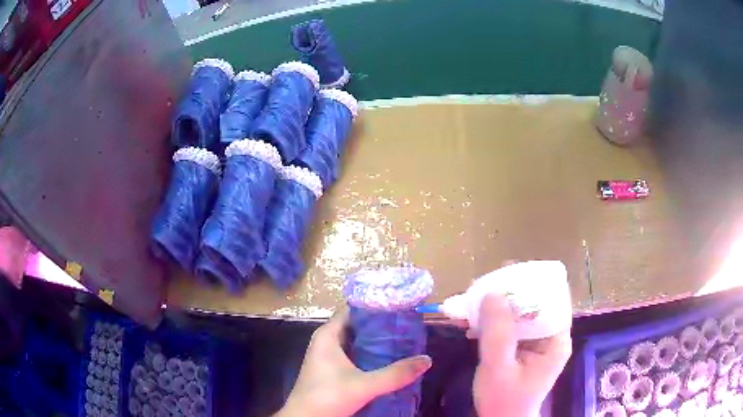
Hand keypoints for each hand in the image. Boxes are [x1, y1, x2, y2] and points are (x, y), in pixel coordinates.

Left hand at [275, 309, 431, 416]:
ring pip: (357, 342)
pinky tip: (389, 359)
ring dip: (377, 342)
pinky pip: (355, 355)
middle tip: (409, 325)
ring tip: (405, 339)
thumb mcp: (364, 385)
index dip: (376, 306)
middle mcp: (327, 341)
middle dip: (381, 326)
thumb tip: (427, 359)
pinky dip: (371, 355)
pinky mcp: (333, 370)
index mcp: (328, 335)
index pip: (353, 310)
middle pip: (357, 326)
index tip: (401, 306)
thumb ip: (395, 374)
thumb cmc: (328, 396)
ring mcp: (329, 356)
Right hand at [473, 294, 571, 416]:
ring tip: (469, 302)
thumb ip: (497, 333)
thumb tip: (492, 293)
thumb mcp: (498, 368)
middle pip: (534, 303)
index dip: (531, 283)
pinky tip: (470, 323)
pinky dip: (490, 323)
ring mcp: (536, 343)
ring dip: (494, 307)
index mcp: (555, 340)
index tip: (504, 272)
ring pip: (519, 314)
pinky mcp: (522, 349)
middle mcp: (550, 336)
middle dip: (506, 293)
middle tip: (479, 286)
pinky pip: (508, 328)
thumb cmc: (504, 401)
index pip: (552, 299)